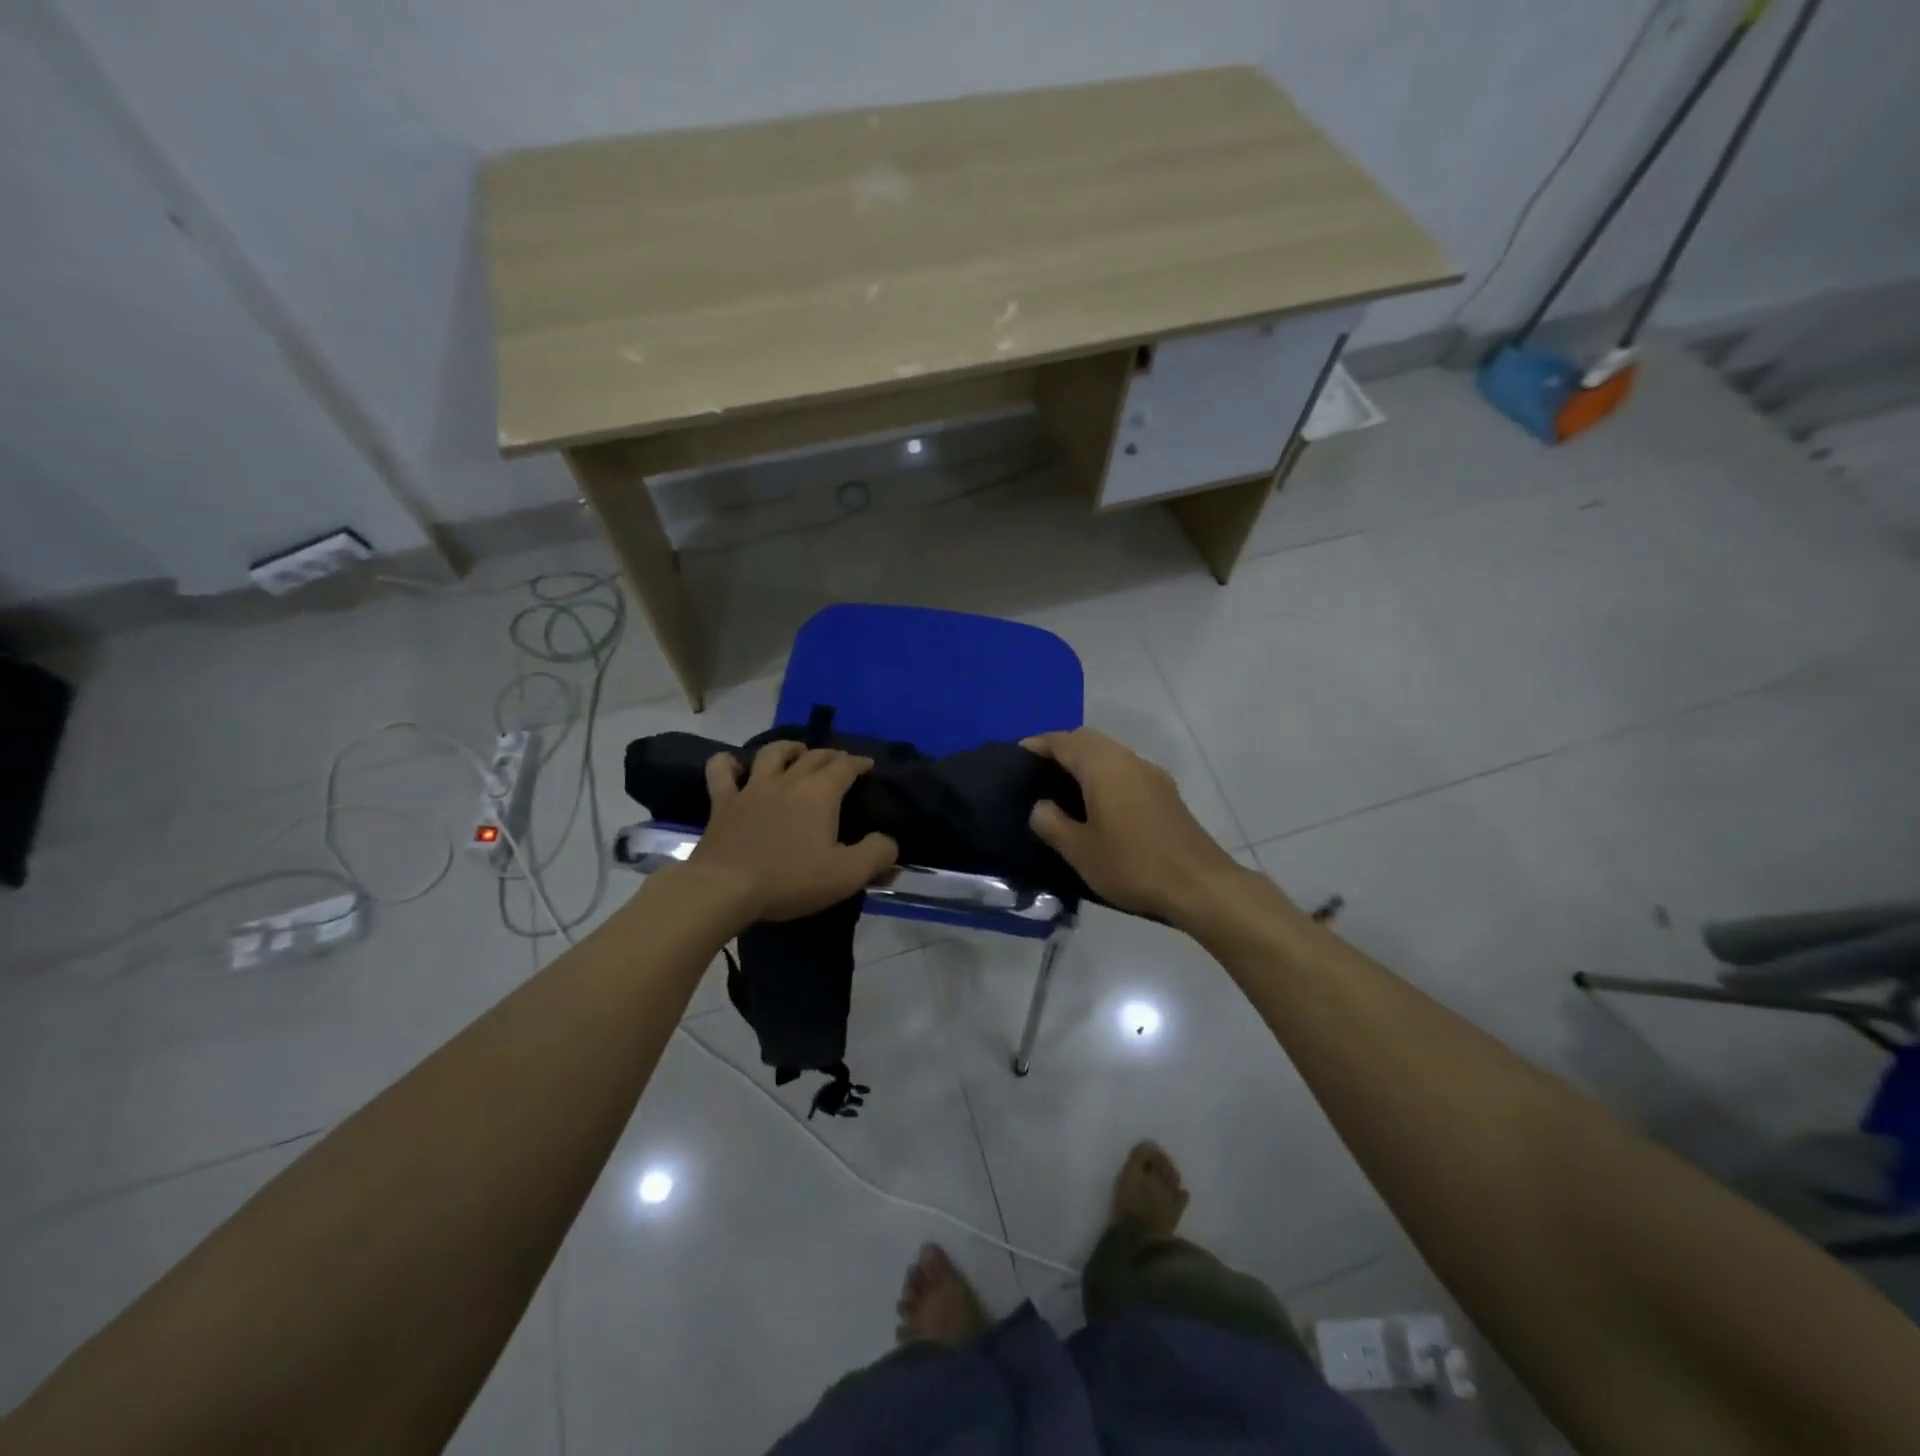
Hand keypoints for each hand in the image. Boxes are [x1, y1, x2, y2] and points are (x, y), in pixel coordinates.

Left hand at [686, 742, 898, 922]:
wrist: (725, 888)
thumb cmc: (790, 879)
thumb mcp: (847, 874)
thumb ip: (877, 853)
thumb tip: (889, 841)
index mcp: (819, 793)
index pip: (845, 766)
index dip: (859, 762)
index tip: (868, 765)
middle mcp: (787, 780)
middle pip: (813, 756)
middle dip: (830, 755)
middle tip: (839, 762)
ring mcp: (751, 789)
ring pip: (772, 753)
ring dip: (788, 748)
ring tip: (797, 751)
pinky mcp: (723, 803)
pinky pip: (721, 771)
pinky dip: (727, 763)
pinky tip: (733, 765)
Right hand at [1023, 728, 1249, 927]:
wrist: (1199, 884)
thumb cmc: (1132, 865)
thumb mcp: (1080, 850)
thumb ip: (1052, 823)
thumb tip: (1040, 806)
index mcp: (1104, 767)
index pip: (1065, 742)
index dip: (1040, 744)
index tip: (1019, 752)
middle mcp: (1129, 761)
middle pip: (1090, 739)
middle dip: (1063, 747)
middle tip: (1039, 767)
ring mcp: (1152, 775)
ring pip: (1111, 752)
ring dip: (1086, 759)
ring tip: (1063, 783)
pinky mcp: (1166, 793)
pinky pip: (1126, 769)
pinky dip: (1104, 772)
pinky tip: (1098, 800)